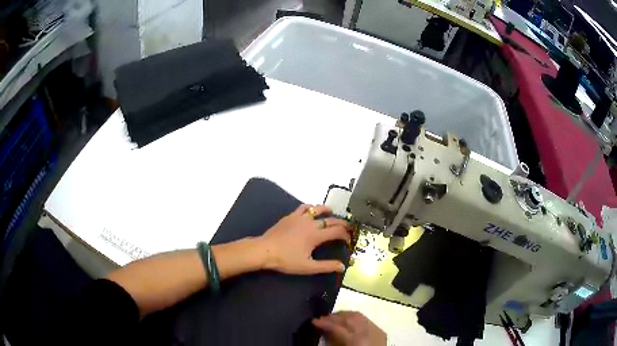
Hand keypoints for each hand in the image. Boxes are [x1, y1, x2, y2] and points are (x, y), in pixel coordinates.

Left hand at [257, 204, 349, 274]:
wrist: (265, 250)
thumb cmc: (286, 260)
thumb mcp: (308, 267)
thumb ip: (326, 266)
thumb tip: (342, 266)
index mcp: (316, 235)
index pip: (336, 232)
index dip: (345, 235)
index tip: (349, 239)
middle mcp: (310, 223)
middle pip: (330, 220)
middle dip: (341, 223)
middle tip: (347, 227)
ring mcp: (300, 218)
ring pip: (317, 209)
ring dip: (327, 211)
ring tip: (332, 213)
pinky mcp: (290, 216)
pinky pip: (303, 207)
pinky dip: (311, 208)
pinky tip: (312, 211)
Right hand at [313, 312, 386, 345]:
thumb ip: (334, 341)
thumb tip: (325, 332)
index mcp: (357, 341)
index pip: (338, 327)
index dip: (325, 323)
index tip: (314, 321)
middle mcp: (368, 332)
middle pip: (349, 318)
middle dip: (334, 317)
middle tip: (321, 319)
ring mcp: (377, 330)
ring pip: (358, 316)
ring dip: (344, 315)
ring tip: (332, 318)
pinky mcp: (381, 331)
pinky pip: (366, 320)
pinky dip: (355, 318)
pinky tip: (347, 321)